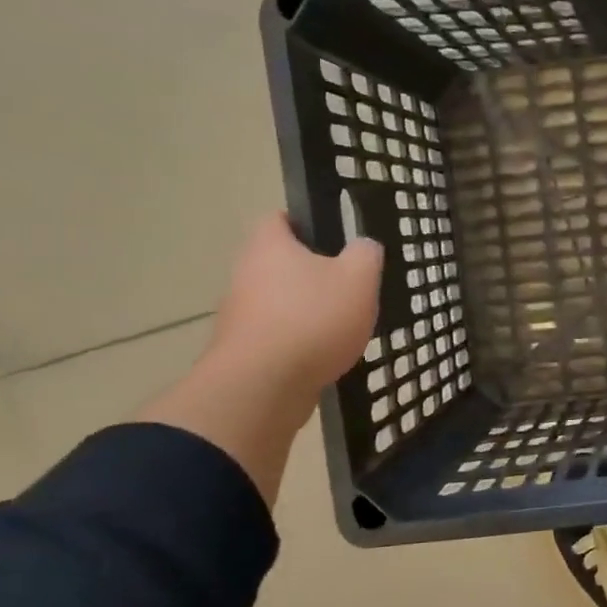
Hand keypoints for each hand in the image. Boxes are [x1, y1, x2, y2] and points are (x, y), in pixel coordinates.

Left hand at [206, 215, 383, 400]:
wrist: (263, 387)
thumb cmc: (312, 319)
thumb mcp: (359, 278)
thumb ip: (366, 254)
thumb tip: (364, 246)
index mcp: (269, 246)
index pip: (280, 218)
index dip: (307, 223)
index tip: (336, 239)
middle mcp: (245, 274)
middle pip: (281, 264)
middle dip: (313, 274)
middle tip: (350, 286)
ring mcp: (240, 315)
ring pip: (281, 303)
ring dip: (307, 312)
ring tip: (344, 327)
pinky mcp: (243, 351)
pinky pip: (278, 337)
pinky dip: (300, 343)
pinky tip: (326, 356)